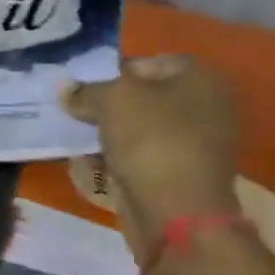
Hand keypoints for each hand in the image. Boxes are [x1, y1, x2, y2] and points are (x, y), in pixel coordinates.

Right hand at [62, 55, 241, 256]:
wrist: (176, 212)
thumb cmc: (151, 139)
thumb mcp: (111, 100)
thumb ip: (86, 90)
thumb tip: (66, 89)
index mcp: (201, 78)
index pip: (149, 62)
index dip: (113, 71)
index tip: (85, 87)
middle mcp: (207, 107)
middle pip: (145, 98)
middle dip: (109, 105)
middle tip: (78, 111)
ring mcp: (197, 146)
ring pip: (141, 130)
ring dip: (110, 134)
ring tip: (78, 138)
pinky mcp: (182, 177)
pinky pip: (142, 158)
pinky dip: (119, 160)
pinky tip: (92, 164)